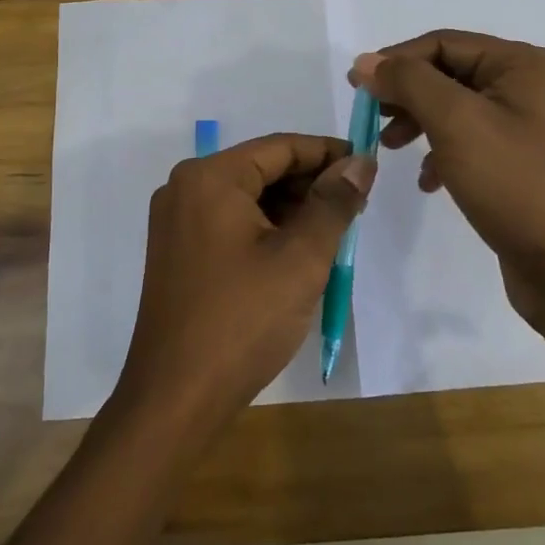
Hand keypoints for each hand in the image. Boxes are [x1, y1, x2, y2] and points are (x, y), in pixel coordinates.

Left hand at [113, 134, 374, 441]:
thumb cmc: (242, 320)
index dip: (328, 152)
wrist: (175, 398)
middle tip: (357, 204)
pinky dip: (266, 228)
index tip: (368, 166)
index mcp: (210, 177)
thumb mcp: (300, 258)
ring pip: (247, 197)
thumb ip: (333, 203)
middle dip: (310, 183)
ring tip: (334, 230)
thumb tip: (360, 163)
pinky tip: (297, 250)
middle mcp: (186, 187)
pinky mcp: (178, 250)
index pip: (280, 147)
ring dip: (291, 207)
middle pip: (261, 169)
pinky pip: (230, 221)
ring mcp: (177, 220)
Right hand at [351, 31, 544, 327]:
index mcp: (524, 64)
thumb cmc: (514, 185)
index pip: (443, 43)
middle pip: (449, 73)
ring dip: (419, 123)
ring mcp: (529, 124)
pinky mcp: (522, 160)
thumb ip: (408, 82)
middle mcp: (531, 85)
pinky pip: (470, 140)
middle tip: (371, 118)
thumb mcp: (455, 123)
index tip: (356, 87)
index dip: (395, 60)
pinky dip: (441, 152)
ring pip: (456, 108)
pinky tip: (427, 181)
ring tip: (390, 148)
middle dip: (406, 94)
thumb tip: (365, 61)